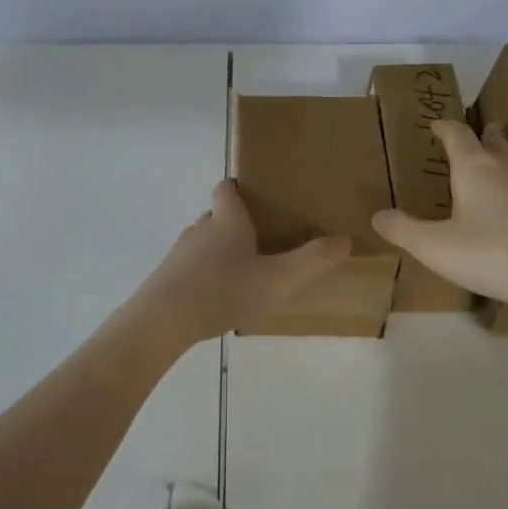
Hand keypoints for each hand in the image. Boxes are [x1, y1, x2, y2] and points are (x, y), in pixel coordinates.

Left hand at [122, 180, 349, 350]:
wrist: (164, 320)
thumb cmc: (224, 290)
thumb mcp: (278, 280)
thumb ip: (312, 261)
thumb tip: (344, 240)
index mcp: (227, 220)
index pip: (227, 189)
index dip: (238, 189)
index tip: (255, 197)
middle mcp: (201, 228)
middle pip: (216, 215)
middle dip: (235, 223)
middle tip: (260, 240)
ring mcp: (180, 252)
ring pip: (203, 241)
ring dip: (219, 250)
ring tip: (241, 271)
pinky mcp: (167, 276)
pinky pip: (190, 266)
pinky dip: (204, 273)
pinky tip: (217, 296)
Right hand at [372, 120, 507, 324]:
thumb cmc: (495, 255)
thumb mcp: (437, 248)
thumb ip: (404, 231)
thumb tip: (377, 215)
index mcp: (475, 169)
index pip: (458, 135)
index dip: (445, 127)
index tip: (436, 123)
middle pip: (496, 142)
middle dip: (485, 136)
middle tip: (479, 133)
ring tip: (504, 162)